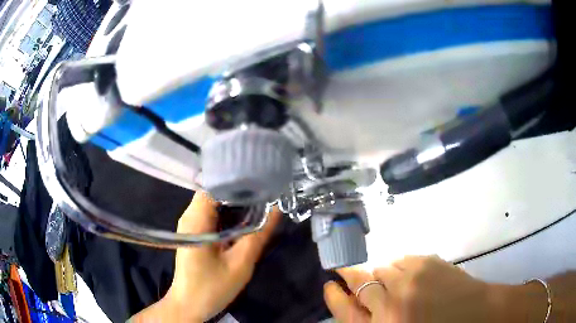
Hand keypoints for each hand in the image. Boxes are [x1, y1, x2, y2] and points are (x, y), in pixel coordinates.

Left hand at [131, 191, 280, 321]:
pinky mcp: (193, 233)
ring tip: (259, 200)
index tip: (261, 180)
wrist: (190, 305)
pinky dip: (227, 213)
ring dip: (234, 201)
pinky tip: (243, 218)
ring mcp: (189, 225)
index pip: (214, 186)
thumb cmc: (212, 288)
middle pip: (213, 191)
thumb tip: (277, 209)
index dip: (237, 180)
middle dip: (239, 190)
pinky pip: (211, 214)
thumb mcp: (240, 264)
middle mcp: (189, 217)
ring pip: (212, 202)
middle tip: (265, 191)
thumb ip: (258, 235)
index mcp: (196, 221)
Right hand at [324, 255, 548, 322]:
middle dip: (350, 277)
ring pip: (381, 268)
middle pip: (360, 283)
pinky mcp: (428, 262)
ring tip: (391, 281)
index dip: (334, 296)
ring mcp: (412, 279)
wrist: (477, 314)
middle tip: (346, 273)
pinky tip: (408, 274)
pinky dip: (399, 266)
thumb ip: (375, 320)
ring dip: (380, 273)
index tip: (328, 284)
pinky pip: (401, 259)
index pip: (345, 310)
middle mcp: (392, 302)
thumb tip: (357, 303)